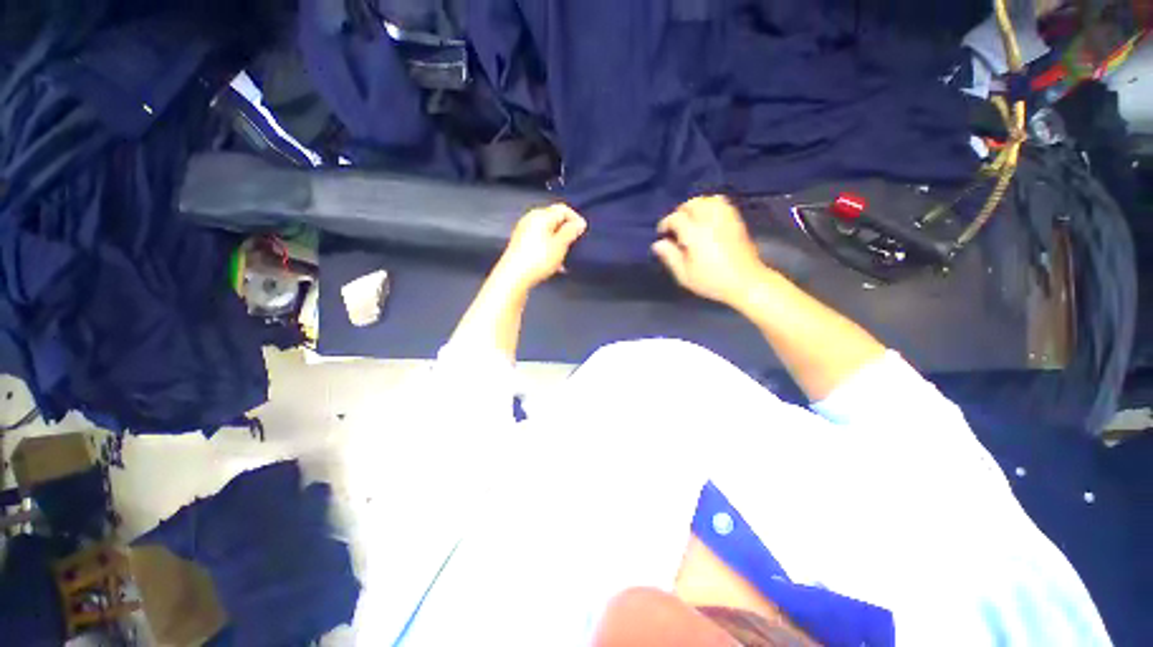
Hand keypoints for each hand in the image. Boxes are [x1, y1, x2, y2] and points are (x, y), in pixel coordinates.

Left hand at [494, 204, 586, 290]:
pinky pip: (539, 241)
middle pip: (554, 220)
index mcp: (541, 215)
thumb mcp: (560, 245)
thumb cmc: (539, 259)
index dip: (575, 219)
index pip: (563, 209)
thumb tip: (579, 222)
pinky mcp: (520, 244)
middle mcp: (531, 219)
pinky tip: (553, 264)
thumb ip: (571, 231)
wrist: (513, 277)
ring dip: (558, 243)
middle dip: (566, 232)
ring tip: (564, 259)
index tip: (582, 233)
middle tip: (574, 246)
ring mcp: (523, 231)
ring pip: (547, 233)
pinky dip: (548, 249)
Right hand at [652, 195, 769, 306]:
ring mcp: (726, 219)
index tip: (662, 233)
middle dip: (681, 211)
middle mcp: (710, 221)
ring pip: (708, 200)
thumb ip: (670, 257)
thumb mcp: (685, 275)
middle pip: (692, 204)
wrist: (746, 282)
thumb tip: (658, 243)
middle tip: (676, 225)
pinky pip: (723, 204)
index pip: (676, 218)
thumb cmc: (712, 281)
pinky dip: (712, 205)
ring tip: (692, 218)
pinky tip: (708, 218)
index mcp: (695, 234)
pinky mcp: (737, 221)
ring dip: (697, 206)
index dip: (665, 223)